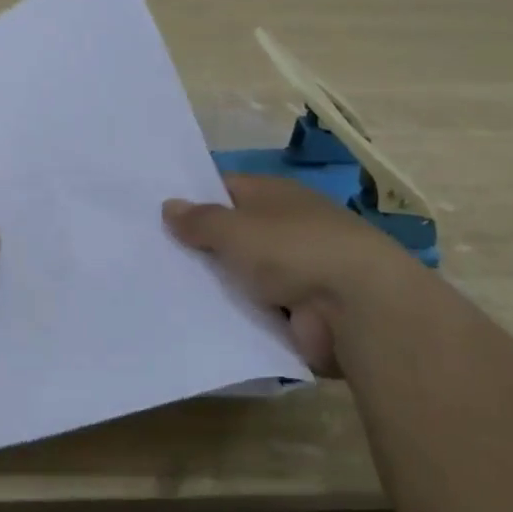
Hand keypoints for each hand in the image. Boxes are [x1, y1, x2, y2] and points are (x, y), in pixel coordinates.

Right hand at [163, 174, 408, 373]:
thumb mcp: (234, 229)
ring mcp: (297, 272)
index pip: (225, 190)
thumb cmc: (294, 250)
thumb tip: (169, 206)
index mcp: (275, 195)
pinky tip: (200, 322)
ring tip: (165, 293)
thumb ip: (199, 220)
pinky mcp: (303, 313)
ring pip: (243, 275)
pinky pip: (258, 311)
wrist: (361, 310)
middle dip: (200, 247)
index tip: (158, 217)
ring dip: (218, 285)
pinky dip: (238, 316)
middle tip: (152, 258)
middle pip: (233, 234)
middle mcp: (287, 227)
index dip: (193, 200)